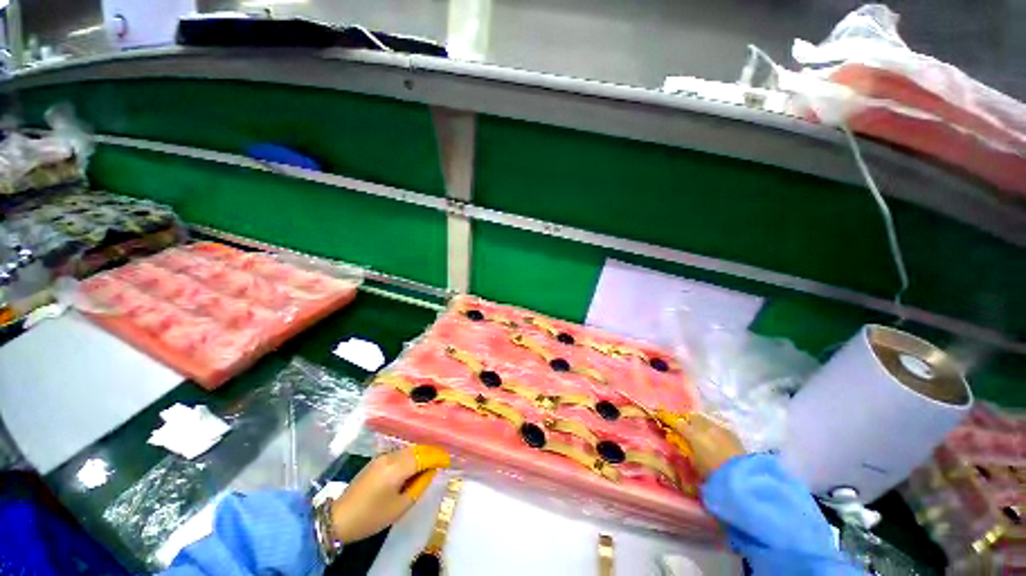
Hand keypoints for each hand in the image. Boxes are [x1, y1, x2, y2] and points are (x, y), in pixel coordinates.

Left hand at [329, 445, 449, 543]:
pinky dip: (411, 456)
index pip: (424, 456)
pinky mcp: (376, 460)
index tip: (449, 460)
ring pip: (409, 449)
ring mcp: (382, 456)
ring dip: (422, 453)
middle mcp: (391, 456)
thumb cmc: (371, 517)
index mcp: (397, 468)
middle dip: (432, 452)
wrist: (338, 518)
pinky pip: (400, 453)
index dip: (438, 457)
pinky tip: (414, 465)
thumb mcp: (400, 507)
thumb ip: (419, 486)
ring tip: (431, 463)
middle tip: (443, 460)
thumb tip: (431, 470)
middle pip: (417, 449)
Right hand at [670, 412, 744, 478]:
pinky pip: (716, 425)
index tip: (658, 416)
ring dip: (698, 423)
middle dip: (685, 420)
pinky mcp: (731, 433)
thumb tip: (676, 439)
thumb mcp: (693, 462)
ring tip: (697, 432)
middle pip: (691, 416)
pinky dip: (710, 428)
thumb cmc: (713, 473)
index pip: (675, 421)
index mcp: (693, 433)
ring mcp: (720, 427)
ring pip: (704, 419)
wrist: (742, 478)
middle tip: (681, 428)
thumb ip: (683, 448)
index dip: (665, 418)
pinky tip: (712, 438)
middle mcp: (705, 426)